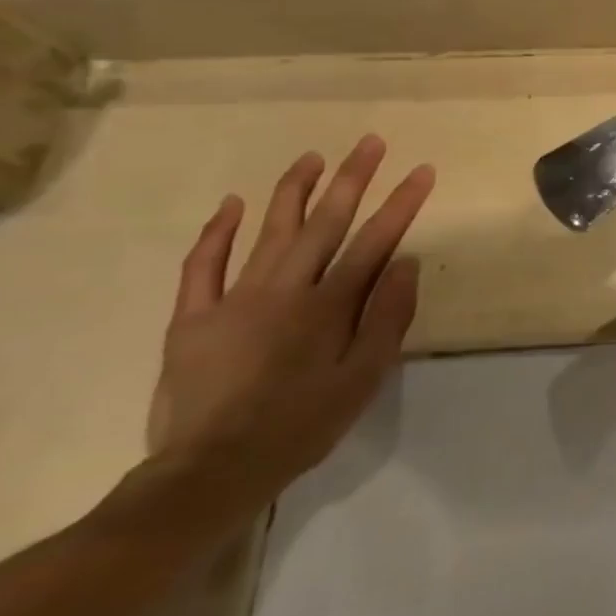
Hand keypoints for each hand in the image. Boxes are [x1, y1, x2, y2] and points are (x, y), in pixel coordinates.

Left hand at [145, 136, 434, 510]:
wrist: (210, 473)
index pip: (375, 241)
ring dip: (293, 191)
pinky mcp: (193, 318)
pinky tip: (232, 204)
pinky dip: (217, 232)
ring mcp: (235, 299)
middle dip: (352, 178)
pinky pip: (203, 266)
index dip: (401, 203)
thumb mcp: (363, 380)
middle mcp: (285, 289)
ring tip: (312, 157)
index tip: (422, 170)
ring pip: (269, 231)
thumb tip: (405, 262)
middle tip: (370, 142)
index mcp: (329, 306)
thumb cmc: (301, 426)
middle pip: (325, 222)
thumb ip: (387, 318)